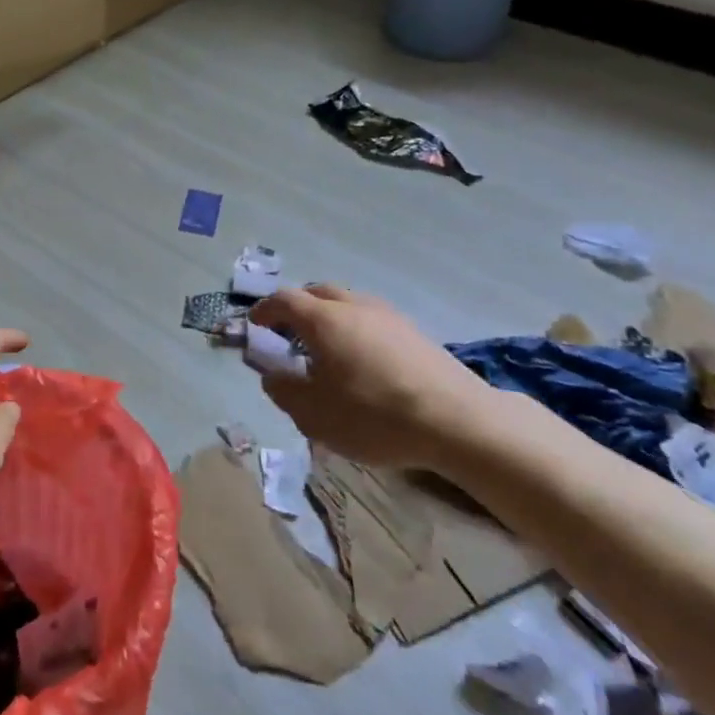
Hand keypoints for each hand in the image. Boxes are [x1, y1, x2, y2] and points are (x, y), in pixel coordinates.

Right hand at [253, 285, 493, 473]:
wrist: (459, 421)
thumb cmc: (375, 416)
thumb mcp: (316, 414)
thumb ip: (285, 392)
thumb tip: (271, 376)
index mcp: (323, 319)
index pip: (284, 301)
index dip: (265, 310)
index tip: (255, 324)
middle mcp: (353, 306)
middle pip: (317, 292)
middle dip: (297, 306)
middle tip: (288, 330)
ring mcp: (387, 315)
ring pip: (347, 303)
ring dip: (329, 316)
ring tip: (326, 347)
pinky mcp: (414, 332)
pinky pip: (371, 318)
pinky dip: (355, 329)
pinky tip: (363, 359)